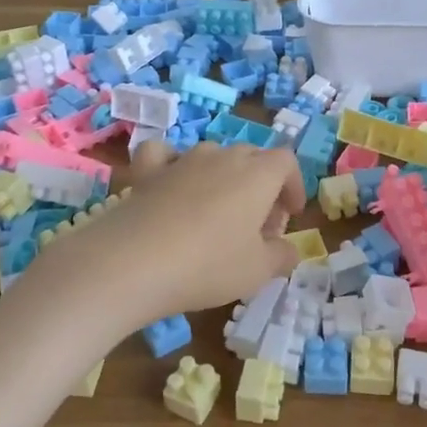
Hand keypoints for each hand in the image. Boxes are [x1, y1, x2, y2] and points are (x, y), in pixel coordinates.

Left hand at [35, 141, 303, 328]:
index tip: (290, 215)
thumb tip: (288, 249)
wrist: (133, 262)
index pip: (286, 162)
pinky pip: (164, 155)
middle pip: (252, 157)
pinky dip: (172, 164)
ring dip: (223, 179)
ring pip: (213, 156)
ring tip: (218, 216)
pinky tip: (171, 185)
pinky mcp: (147, 171)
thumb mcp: (258, 271)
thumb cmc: (208, 265)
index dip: (293, 186)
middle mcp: (222, 156)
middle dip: (262, 186)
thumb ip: (282, 256)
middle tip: (258, 227)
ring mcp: (182, 159)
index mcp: (257, 174)